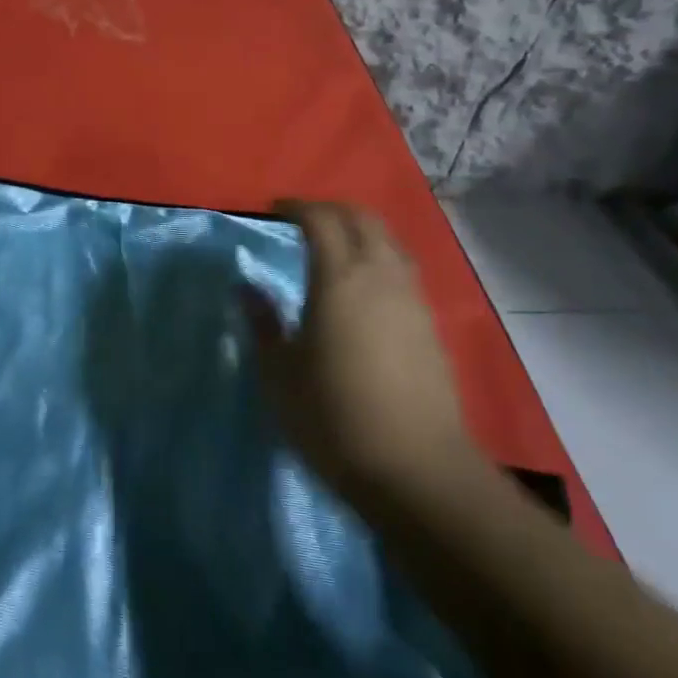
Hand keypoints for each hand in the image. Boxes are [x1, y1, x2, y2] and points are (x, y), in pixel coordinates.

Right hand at [245, 201, 478, 501]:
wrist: (417, 470)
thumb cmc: (333, 417)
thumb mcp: (279, 374)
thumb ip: (262, 323)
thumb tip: (246, 288)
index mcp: (339, 279)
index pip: (320, 219)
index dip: (295, 207)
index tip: (273, 210)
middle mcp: (380, 276)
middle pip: (362, 218)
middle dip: (330, 209)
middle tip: (302, 219)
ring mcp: (411, 299)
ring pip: (389, 241)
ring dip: (360, 231)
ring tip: (334, 247)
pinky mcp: (430, 325)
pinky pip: (402, 269)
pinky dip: (379, 258)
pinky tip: (363, 287)